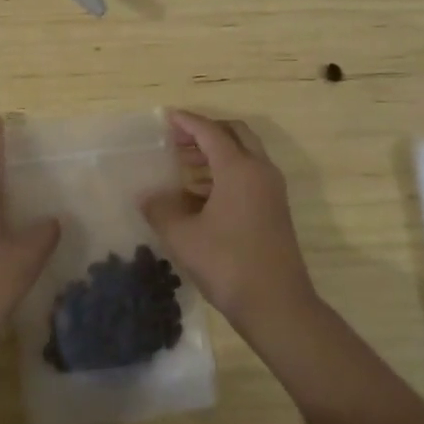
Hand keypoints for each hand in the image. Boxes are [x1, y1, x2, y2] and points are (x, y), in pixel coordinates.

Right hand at [143, 111, 316, 334]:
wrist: (277, 306)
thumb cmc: (228, 264)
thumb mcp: (183, 237)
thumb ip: (160, 210)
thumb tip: (146, 196)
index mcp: (239, 168)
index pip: (210, 132)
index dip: (187, 122)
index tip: (166, 117)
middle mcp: (260, 171)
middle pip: (234, 134)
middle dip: (206, 131)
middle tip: (178, 139)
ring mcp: (272, 190)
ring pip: (244, 154)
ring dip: (216, 153)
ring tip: (183, 165)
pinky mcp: (274, 209)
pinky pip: (249, 174)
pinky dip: (226, 172)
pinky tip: (200, 193)